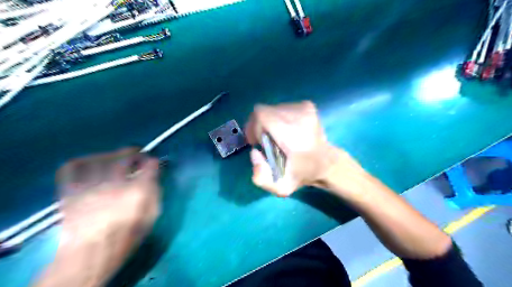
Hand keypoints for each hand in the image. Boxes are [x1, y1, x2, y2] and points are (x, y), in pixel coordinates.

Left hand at [49, 149, 159, 285]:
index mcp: (138, 192)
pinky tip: (90, 162)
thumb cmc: (128, 235)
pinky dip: (81, 161)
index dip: (154, 161)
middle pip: (125, 157)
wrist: (90, 255)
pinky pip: (72, 168)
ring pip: (100, 159)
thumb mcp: (152, 216)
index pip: (150, 166)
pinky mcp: (70, 191)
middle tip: (138, 153)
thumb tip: (154, 177)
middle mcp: (115, 184)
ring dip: (112, 154)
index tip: (154, 161)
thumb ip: (155, 193)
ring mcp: (90, 186)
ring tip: (116, 156)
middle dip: (134, 152)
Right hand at [244, 101, 352, 196]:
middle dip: (259, 126)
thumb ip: (260, 177)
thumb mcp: (280, 187)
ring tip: (278, 137)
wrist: (326, 162)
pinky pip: (282, 107)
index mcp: (292, 136)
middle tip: (265, 141)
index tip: (257, 142)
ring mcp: (304, 108)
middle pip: (263, 111)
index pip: (261, 115)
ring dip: (269, 122)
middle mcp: (299, 117)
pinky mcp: (307, 105)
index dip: (253, 127)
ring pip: (272, 109)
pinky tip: (287, 130)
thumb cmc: (303, 174)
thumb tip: (255, 152)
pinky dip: (279, 118)